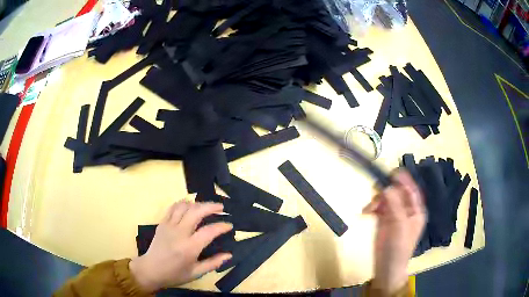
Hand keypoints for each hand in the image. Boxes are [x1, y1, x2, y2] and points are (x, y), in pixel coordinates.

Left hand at [129, 201, 232, 292]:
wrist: (151, 270)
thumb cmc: (175, 274)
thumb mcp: (196, 273)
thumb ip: (213, 263)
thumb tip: (229, 255)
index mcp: (189, 248)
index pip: (209, 231)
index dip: (221, 226)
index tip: (229, 225)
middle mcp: (179, 233)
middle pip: (196, 212)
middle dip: (211, 207)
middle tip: (221, 208)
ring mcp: (169, 226)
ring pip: (184, 206)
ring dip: (197, 204)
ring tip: (206, 207)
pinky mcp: (162, 223)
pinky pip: (173, 208)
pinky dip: (183, 203)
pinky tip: (189, 205)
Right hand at [362, 170, 425, 294]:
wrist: (387, 267)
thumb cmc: (398, 247)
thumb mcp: (399, 225)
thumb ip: (395, 204)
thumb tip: (387, 186)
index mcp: (416, 210)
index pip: (411, 190)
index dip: (403, 180)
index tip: (392, 172)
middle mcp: (406, 210)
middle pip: (397, 192)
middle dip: (386, 191)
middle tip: (376, 191)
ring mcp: (394, 215)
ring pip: (386, 199)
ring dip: (377, 200)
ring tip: (369, 209)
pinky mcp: (383, 220)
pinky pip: (378, 207)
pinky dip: (372, 207)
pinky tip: (366, 213)